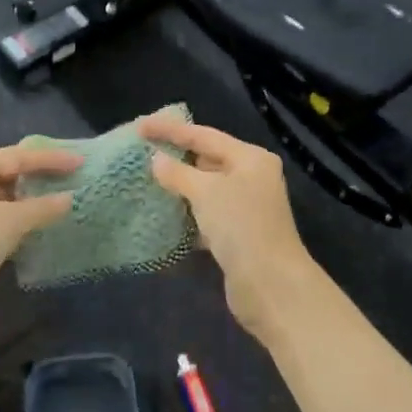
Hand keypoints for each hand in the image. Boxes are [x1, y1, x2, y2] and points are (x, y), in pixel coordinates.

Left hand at [0, 143, 79, 328]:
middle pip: (4, 168)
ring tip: (52, 202)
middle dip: (36, 174)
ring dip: (22, 197)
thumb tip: (68, 198)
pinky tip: (25, 226)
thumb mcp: (9, 225)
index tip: (81, 163)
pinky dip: (8, 214)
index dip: (53, 159)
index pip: (19, 156)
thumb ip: (42, 208)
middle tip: (67, 178)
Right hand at [141, 116, 322, 341]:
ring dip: (181, 186)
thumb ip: (178, 173)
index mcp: (250, 158)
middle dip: (176, 156)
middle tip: (142, 151)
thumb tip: (156, 159)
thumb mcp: (205, 193)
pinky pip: (208, 214)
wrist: (271, 285)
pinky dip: (189, 212)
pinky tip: (166, 213)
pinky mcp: (239, 234)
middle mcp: (252, 177)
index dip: (170, 130)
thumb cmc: (240, 226)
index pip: (204, 135)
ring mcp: (247, 207)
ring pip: (207, 189)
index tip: (140, 126)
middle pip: (208, 159)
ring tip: (148, 179)